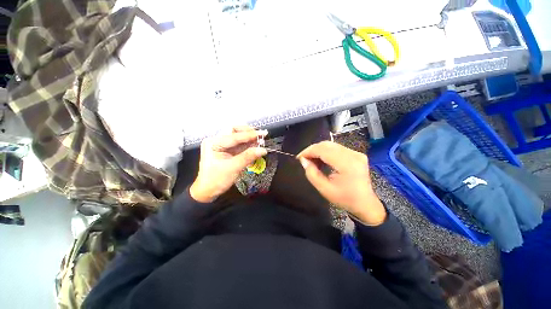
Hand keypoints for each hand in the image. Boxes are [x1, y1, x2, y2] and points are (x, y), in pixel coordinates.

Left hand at [190, 126, 267, 202]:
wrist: (207, 192)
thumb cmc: (216, 180)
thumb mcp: (233, 168)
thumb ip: (248, 157)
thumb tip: (263, 150)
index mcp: (213, 143)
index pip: (234, 136)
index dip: (250, 134)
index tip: (263, 133)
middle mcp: (216, 141)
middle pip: (234, 131)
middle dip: (248, 132)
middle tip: (261, 135)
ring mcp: (221, 145)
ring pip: (237, 137)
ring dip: (249, 138)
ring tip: (260, 141)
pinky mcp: (226, 151)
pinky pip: (238, 145)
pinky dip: (247, 145)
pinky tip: (255, 146)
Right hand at [298, 141, 385, 225]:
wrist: (365, 203)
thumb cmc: (345, 199)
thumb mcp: (324, 189)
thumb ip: (312, 174)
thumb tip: (304, 161)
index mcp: (347, 164)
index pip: (323, 150)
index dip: (309, 151)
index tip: (299, 158)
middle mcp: (353, 154)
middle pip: (327, 145)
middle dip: (312, 150)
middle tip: (304, 159)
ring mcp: (356, 153)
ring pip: (331, 145)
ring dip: (318, 151)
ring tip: (311, 160)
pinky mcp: (356, 154)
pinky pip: (336, 148)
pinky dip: (326, 152)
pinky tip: (321, 160)